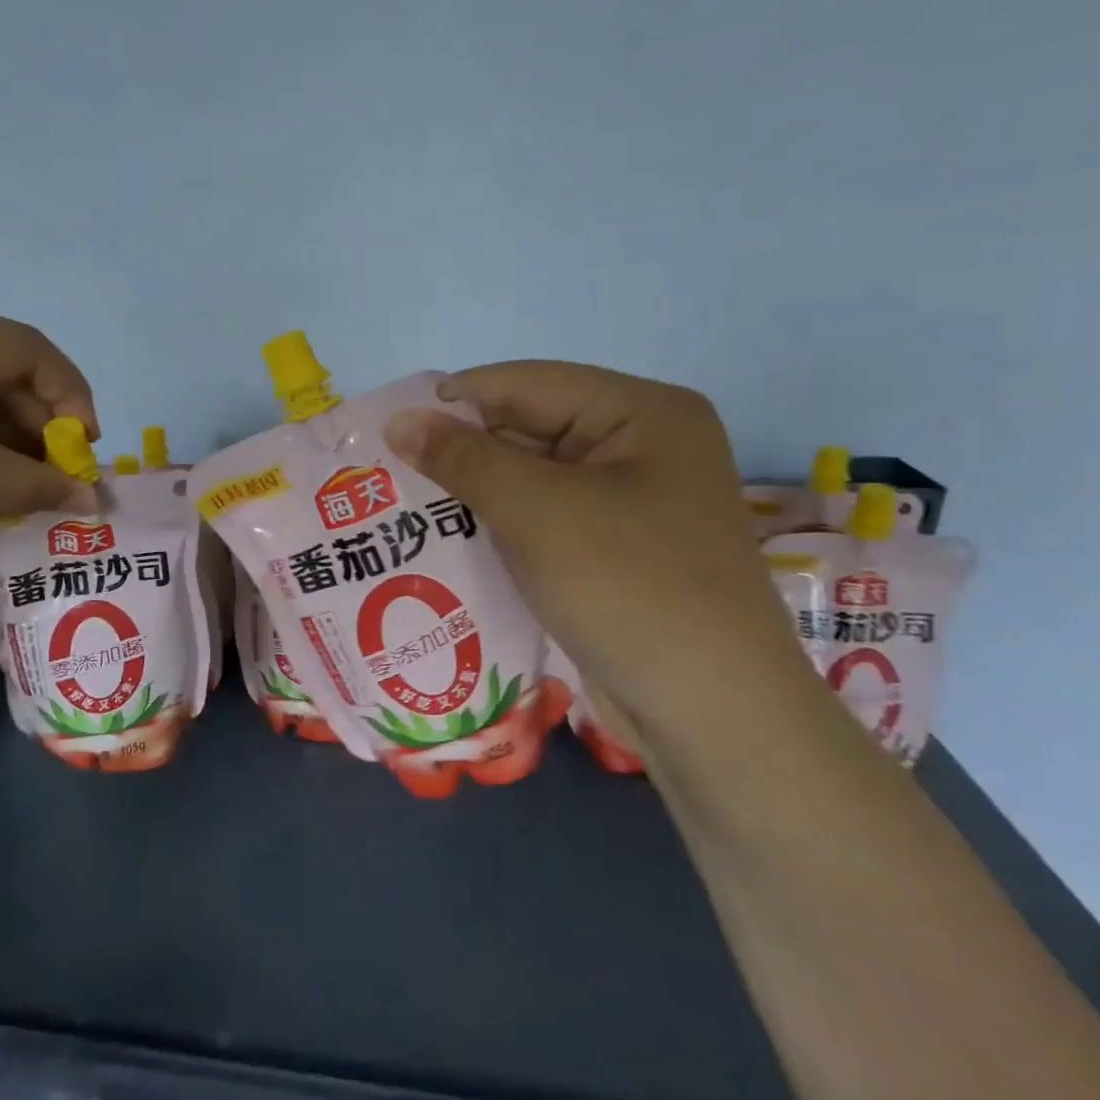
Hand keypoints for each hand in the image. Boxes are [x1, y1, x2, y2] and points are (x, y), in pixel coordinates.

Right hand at [383, 361, 804, 725]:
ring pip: (531, 478)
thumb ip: (464, 459)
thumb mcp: (538, 512)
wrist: (713, 716)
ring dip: (474, 493)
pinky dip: (499, 526)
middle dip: (461, 453)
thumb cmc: (630, 590)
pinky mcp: (615, 549)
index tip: (386, 427)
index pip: (527, 384)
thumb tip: (399, 420)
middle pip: (529, 429)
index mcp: (641, 412)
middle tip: (386, 474)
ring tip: (403, 507)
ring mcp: (630, 501)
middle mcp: (640, 445)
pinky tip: (448, 541)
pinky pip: (544, 519)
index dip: (454, 401)